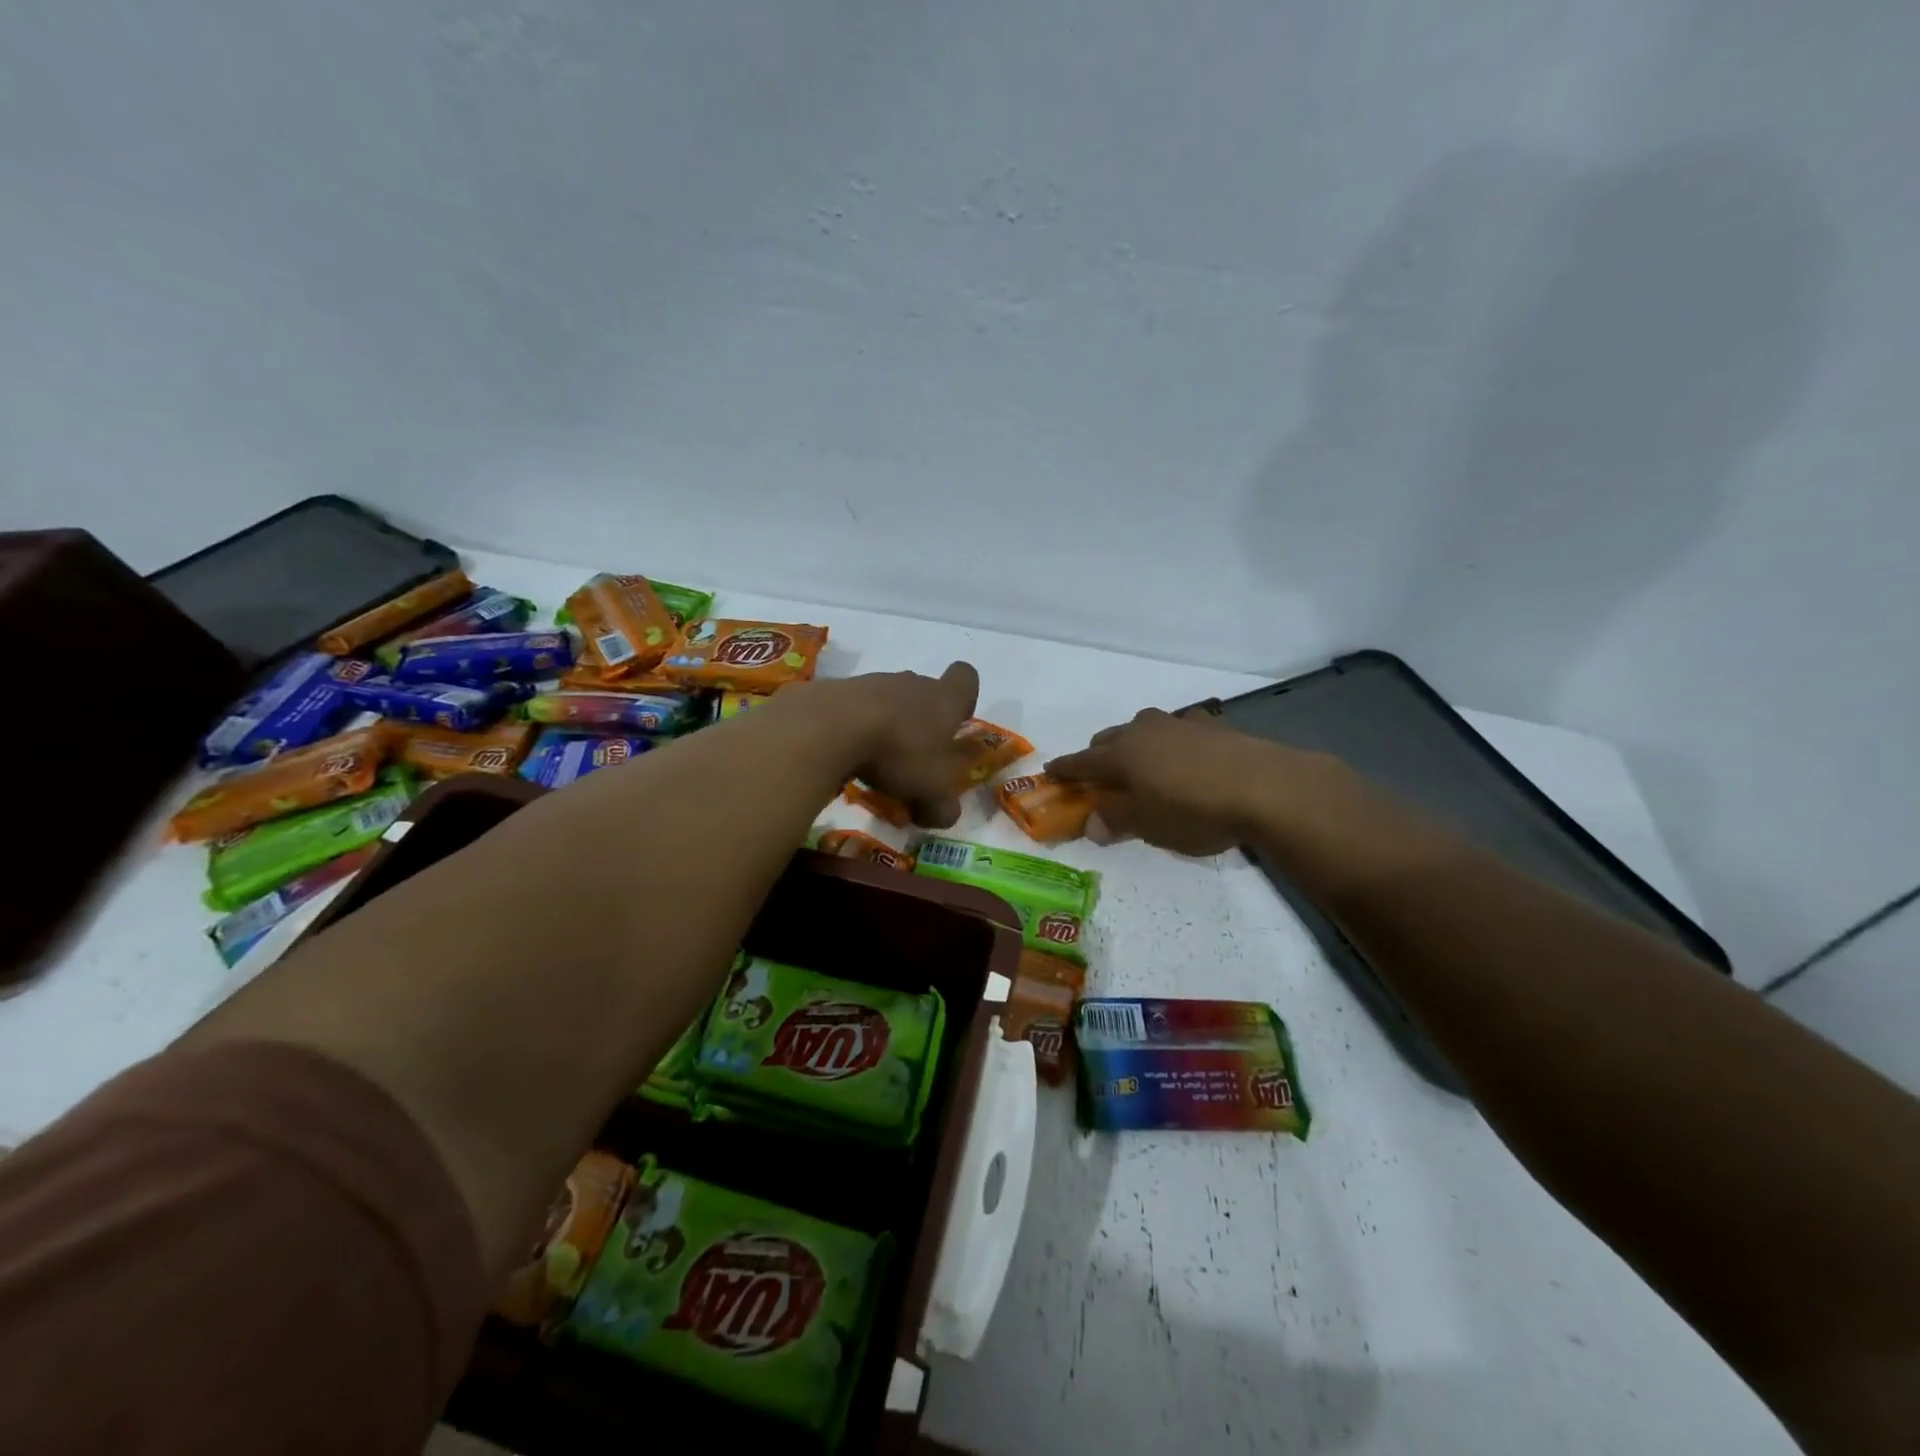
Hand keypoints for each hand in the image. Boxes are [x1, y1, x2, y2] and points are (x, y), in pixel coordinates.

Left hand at [793, 662, 980, 827]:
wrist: (829, 726)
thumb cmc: (898, 753)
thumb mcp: (932, 792)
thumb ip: (943, 806)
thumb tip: (944, 814)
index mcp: (945, 699)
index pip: (966, 677)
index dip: (965, 698)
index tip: (956, 722)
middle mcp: (912, 683)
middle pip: (924, 691)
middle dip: (923, 720)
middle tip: (915, 755)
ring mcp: (872, 682)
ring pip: (888, 700)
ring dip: (887, 724)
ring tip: (875, 760)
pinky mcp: (836, 690)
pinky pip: (854, 708)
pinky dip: (854, 727)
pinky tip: (845, 753)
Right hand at [1048, 709, 1335, 856]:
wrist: (1266, 786)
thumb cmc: (1196, 812)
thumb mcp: (1151, 827)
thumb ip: (1118, 821)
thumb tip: (1092, 825)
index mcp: (1121, 755)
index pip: (1081, 762)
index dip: (1064, 770)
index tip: (1050, 773)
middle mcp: (1142, 731)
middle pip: (1108, 739)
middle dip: (1097, 756)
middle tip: (1098, 779)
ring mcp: (1177, 724)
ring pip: (1141, 729)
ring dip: (1132, 744)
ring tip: (1141, 766)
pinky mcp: (1210, 725)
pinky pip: (1178, 729)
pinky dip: (1170, 741)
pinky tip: (1185, 754)